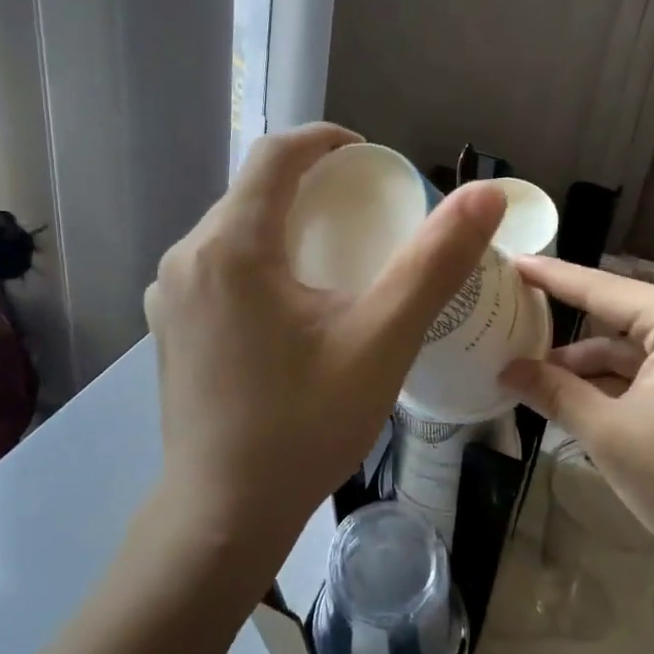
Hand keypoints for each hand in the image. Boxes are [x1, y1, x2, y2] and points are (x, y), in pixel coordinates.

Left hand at [144, 123, 503, 551]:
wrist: (224, 513)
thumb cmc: (305, 423)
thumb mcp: (381, 338)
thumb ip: (434, 261)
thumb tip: (485, 194)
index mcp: (230, 245)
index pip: (275, 154)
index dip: (324, 140)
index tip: (369, 156)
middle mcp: (186, 256)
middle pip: (252, 192)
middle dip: (309, 186)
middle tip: (364, 210)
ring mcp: (168, 294)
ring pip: (232, 230)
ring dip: (282, 224)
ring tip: (333, 253)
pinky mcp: (167, 327)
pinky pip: (215, 267)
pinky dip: (257, 259)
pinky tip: (287, 301)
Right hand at [502, 257, 653, 563]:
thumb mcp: (609, 433)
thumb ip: (554, 392)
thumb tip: (506, 370)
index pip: (600, 289)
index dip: (551, 277)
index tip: (511, 262)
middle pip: (615, 315)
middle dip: (564, 324)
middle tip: (512, 316)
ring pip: (630, 348)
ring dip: (585, 364)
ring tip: (530, 374)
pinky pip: (649, 370)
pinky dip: (612, 383)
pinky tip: (572, 397)